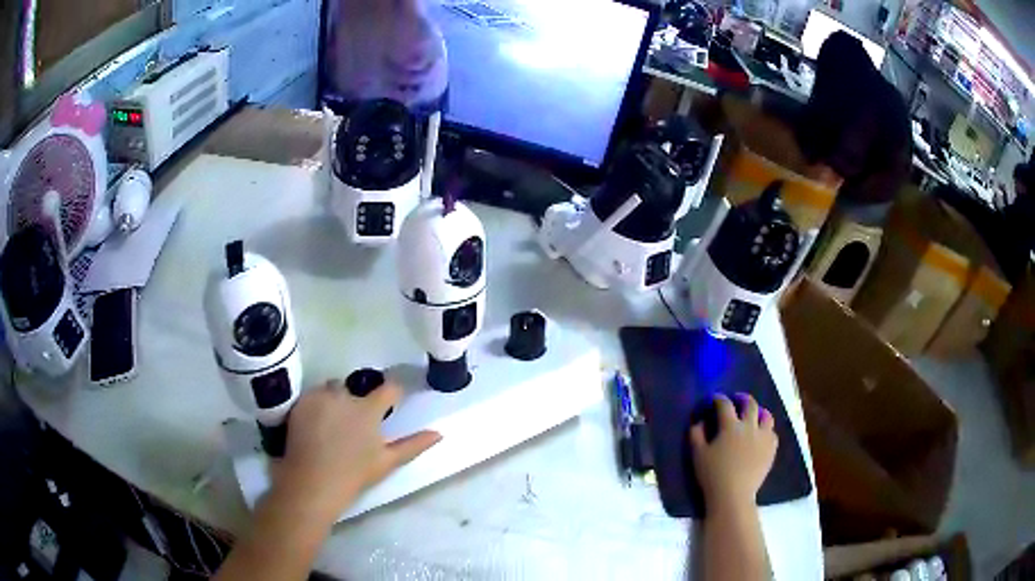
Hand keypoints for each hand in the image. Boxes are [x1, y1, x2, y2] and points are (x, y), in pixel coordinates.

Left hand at [270, 380, 440, 525]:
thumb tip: (439, 433)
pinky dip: (318, 403)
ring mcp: (320, 397)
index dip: (392, 395)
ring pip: (333, 388)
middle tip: (355, 423)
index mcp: (368, 409)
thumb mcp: (387, 462)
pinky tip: (316, 424)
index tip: (390, 405)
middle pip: (357, 387)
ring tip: (333, 422)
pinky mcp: (301, 402)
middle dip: (358, 399)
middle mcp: (344, 395)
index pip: (389, 388)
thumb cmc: (354, 475)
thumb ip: (414, 445)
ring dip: (337, 398)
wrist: (313, 483)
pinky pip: (314, 394)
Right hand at [690, 393, 777, 512]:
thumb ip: (696, 435)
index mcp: (730, 427)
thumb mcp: (697, 455)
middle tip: (737, 400)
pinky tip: (761, 436)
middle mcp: (749, 427)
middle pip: (750, 404)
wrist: (733, 495)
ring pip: (766, 416)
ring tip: (754, 416)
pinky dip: (766, 430)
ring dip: (759, 412)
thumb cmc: (712, 475)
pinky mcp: (771, 449)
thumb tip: (700, 421)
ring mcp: (763, 437)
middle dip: (742, 398)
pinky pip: (772, 433)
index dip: (719, 399)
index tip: (714, 399)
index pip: (725, 405)